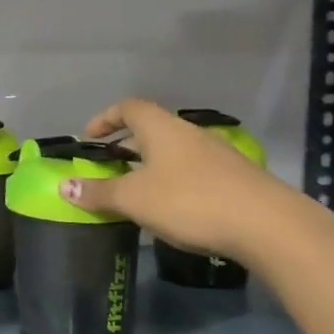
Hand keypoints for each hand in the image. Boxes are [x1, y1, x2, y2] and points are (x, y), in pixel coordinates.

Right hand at [60, 97, 302, 263]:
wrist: (269, 226)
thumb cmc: (190, 201)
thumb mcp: (134, 199)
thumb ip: (98, 192)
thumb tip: (63, 186)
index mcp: (162, 128)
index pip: (129, 108)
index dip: (105, 118)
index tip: (89, 138)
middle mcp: (190, 133)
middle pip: (152, 129)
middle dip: (126, 145)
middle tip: (108, 167)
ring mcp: (217, 155)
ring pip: (174, 152)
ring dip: (151, 165)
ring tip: (136, 190)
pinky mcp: (236, 179)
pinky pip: (193, 171)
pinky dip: (174, 181)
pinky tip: (172, 208)